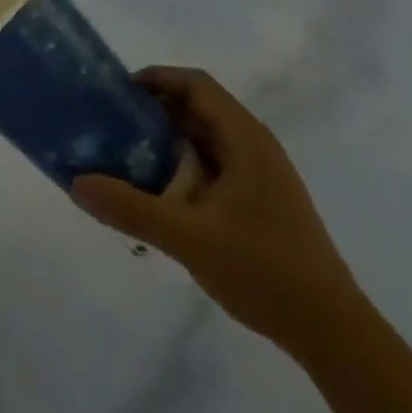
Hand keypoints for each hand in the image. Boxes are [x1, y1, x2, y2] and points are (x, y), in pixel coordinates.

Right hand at [73, 66, 363, 357]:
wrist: (334, 333)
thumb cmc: (264, 270)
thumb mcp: (188, 238)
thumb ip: (131, 209)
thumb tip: (77, 183)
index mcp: (244, 138)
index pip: (195, 84)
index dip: (156, 78)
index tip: (117, 92)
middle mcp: (254, 145)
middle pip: (198, 108)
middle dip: (154, 111)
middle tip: (112, 126)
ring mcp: (261, 175)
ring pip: (205, 140)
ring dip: (167, 141)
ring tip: (127, 159)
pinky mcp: (262, 202)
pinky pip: (214, 166)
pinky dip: (184, 167)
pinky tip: (162, 198)